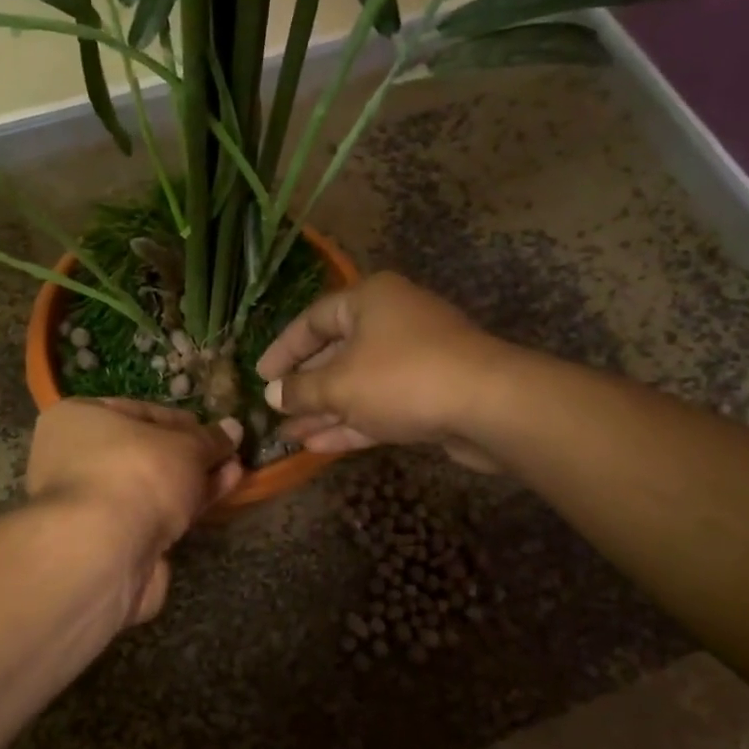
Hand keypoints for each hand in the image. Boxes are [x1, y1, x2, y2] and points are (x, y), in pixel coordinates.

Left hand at [26, 399, 244, 621]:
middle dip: (191, 454)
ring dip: (193, 480)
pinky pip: (152, 516)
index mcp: (79, 419)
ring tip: (235, 472)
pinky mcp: (108, 542)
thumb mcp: (185, 446)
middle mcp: (74, 458)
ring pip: (151, 487)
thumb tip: (233, 428)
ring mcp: (90, 504)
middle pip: (145, 452)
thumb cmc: (136, 474)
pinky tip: (217, 497)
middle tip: (229, 454)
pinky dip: (183, 508)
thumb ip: (210, 439)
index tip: (215, 430)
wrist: (104, 553)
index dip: (182, 420)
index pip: (139, 411)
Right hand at [255, 272, 509, 471]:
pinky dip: (350, 424)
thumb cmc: (402, 378)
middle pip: (336, 353)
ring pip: (357, 385)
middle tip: (274, 411)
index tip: (260, 376)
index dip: (283, 349)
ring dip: (324, 411)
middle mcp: (391, 322)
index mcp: (369, 300)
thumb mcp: (340, 384)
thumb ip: (301, 390)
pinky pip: (379, 406)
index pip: (313, 320)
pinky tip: (317, 447)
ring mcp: (413, 360)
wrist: (488, 406)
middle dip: (304, 387)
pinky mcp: (428, 395)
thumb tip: (273, 396)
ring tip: (288, 437)